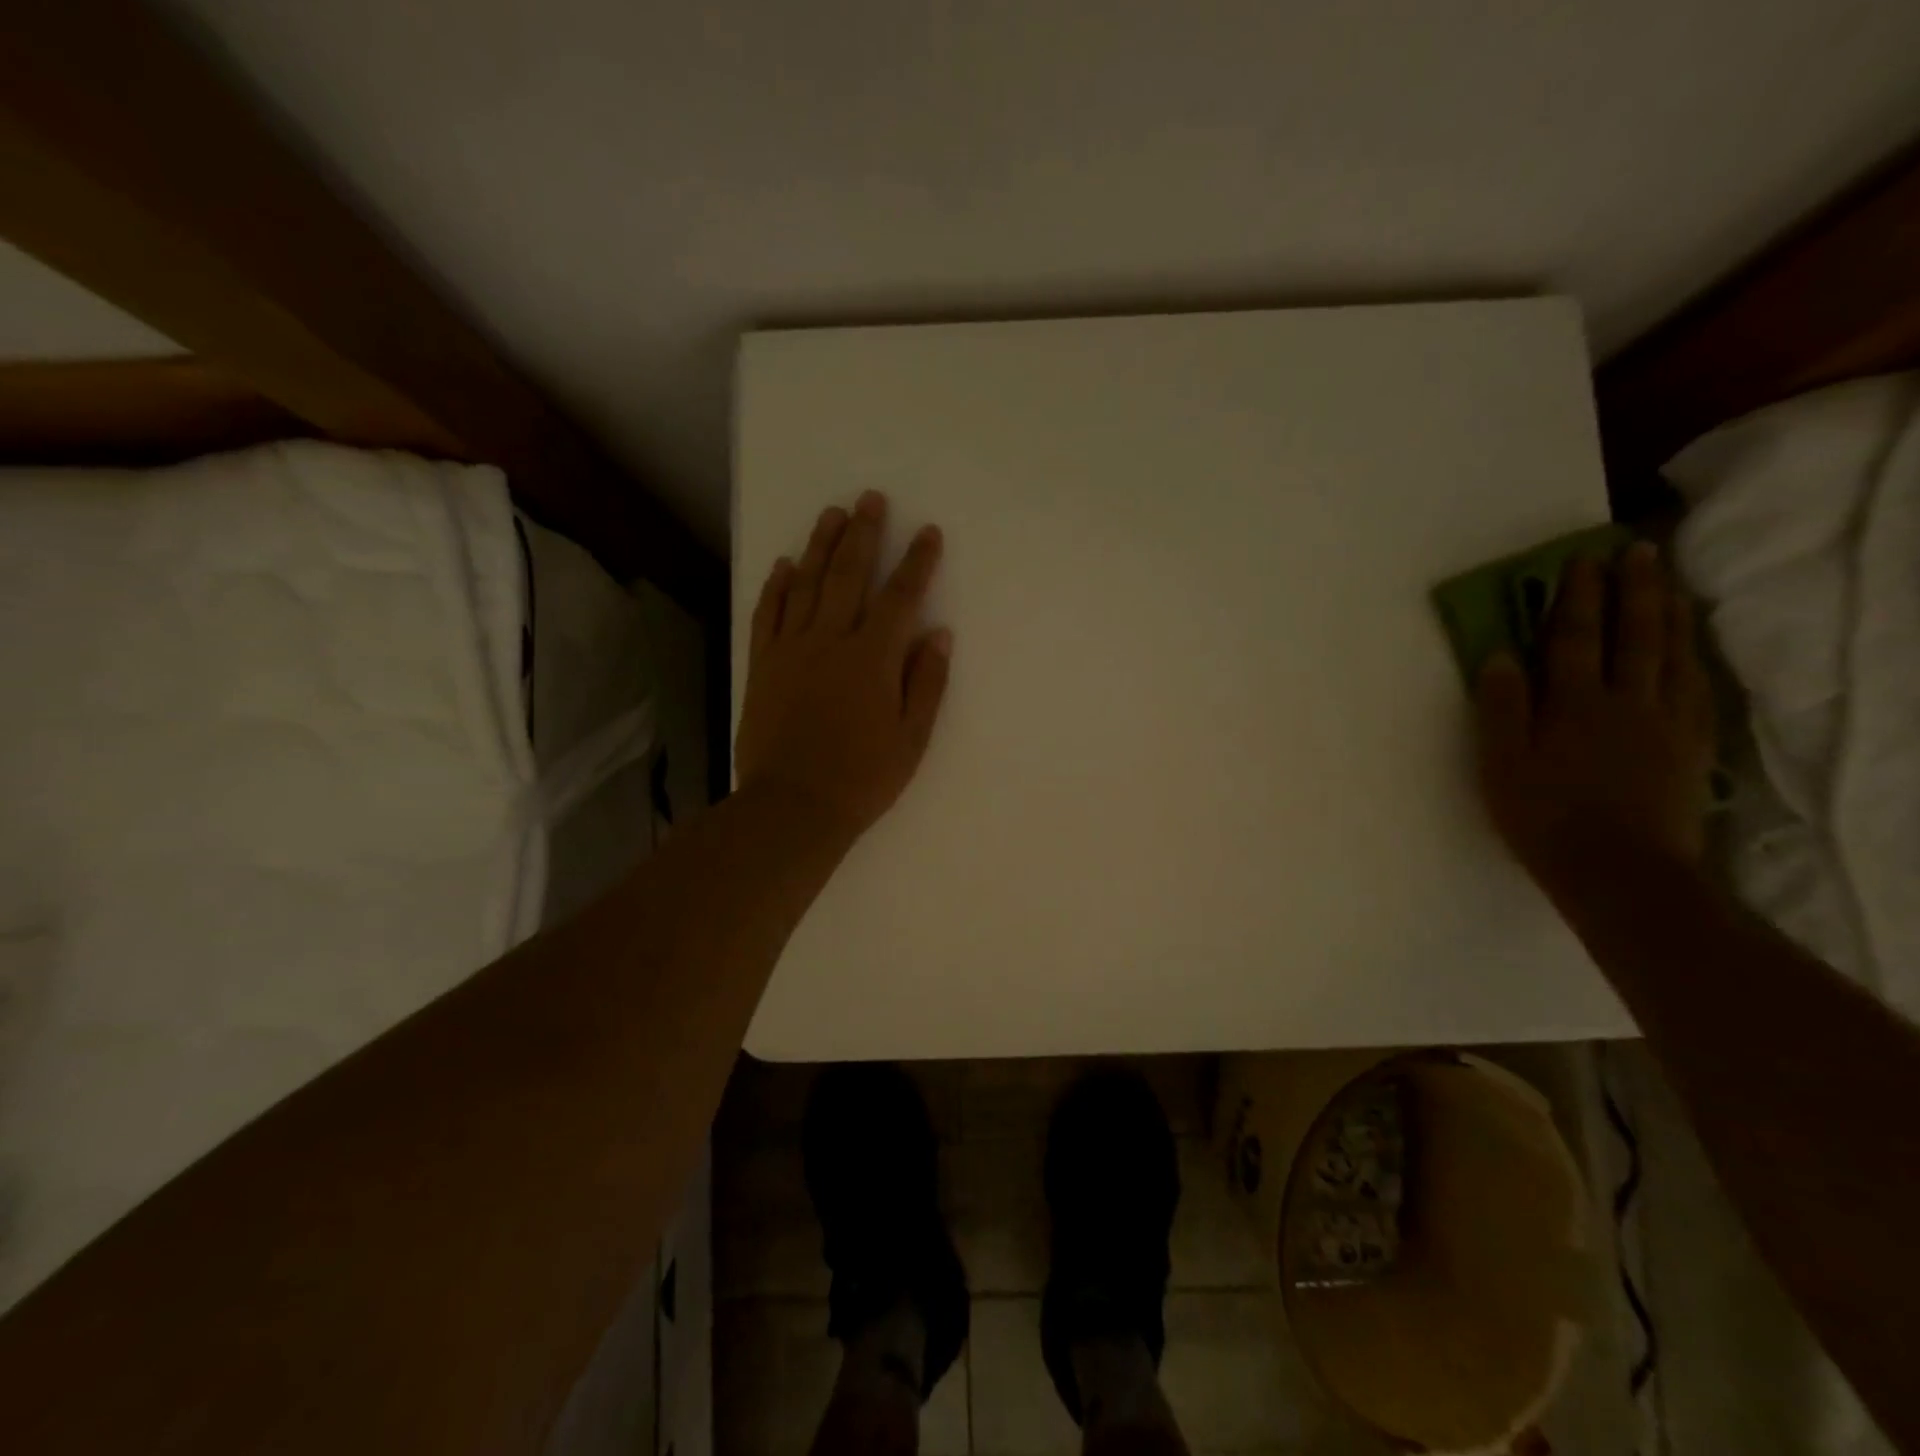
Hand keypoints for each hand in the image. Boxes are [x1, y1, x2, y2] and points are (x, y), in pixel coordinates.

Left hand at [735, 491, 950, 842]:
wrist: (793, 806)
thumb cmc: (862, 778)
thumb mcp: (911, 738)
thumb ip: (926, 682)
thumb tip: (938, 633)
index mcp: (872, 659)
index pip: (900, 598)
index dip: (916, 562)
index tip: (927, 532)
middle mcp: (830, 641)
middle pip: (848, 576)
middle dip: (862, 534)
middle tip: (870, 499)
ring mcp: (791, 650)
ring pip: (806, 585)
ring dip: (820, 546)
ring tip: (831, 514)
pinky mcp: (763, 665)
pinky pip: (768, 615)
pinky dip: (776, 587)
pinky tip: (784, 566)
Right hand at [1475, 542, 1713, 899]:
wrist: (1619, 870)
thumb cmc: (1542, 816)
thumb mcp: (1501, 764)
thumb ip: (1501, 707)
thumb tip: (1501, 655)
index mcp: (1574, 705)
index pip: (1574, 639)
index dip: (1575, 598)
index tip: (1579, 561)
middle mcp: (1625, 702)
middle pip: (1633, 636)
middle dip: (1633, 590)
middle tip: (1636, 551)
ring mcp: (1665, 723)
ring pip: (1672, 656)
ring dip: (1669, 614)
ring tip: (1668, 584)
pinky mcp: (1689, 747)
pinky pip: (1696, 690)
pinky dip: (1693, 659)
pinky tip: (1691, 649)